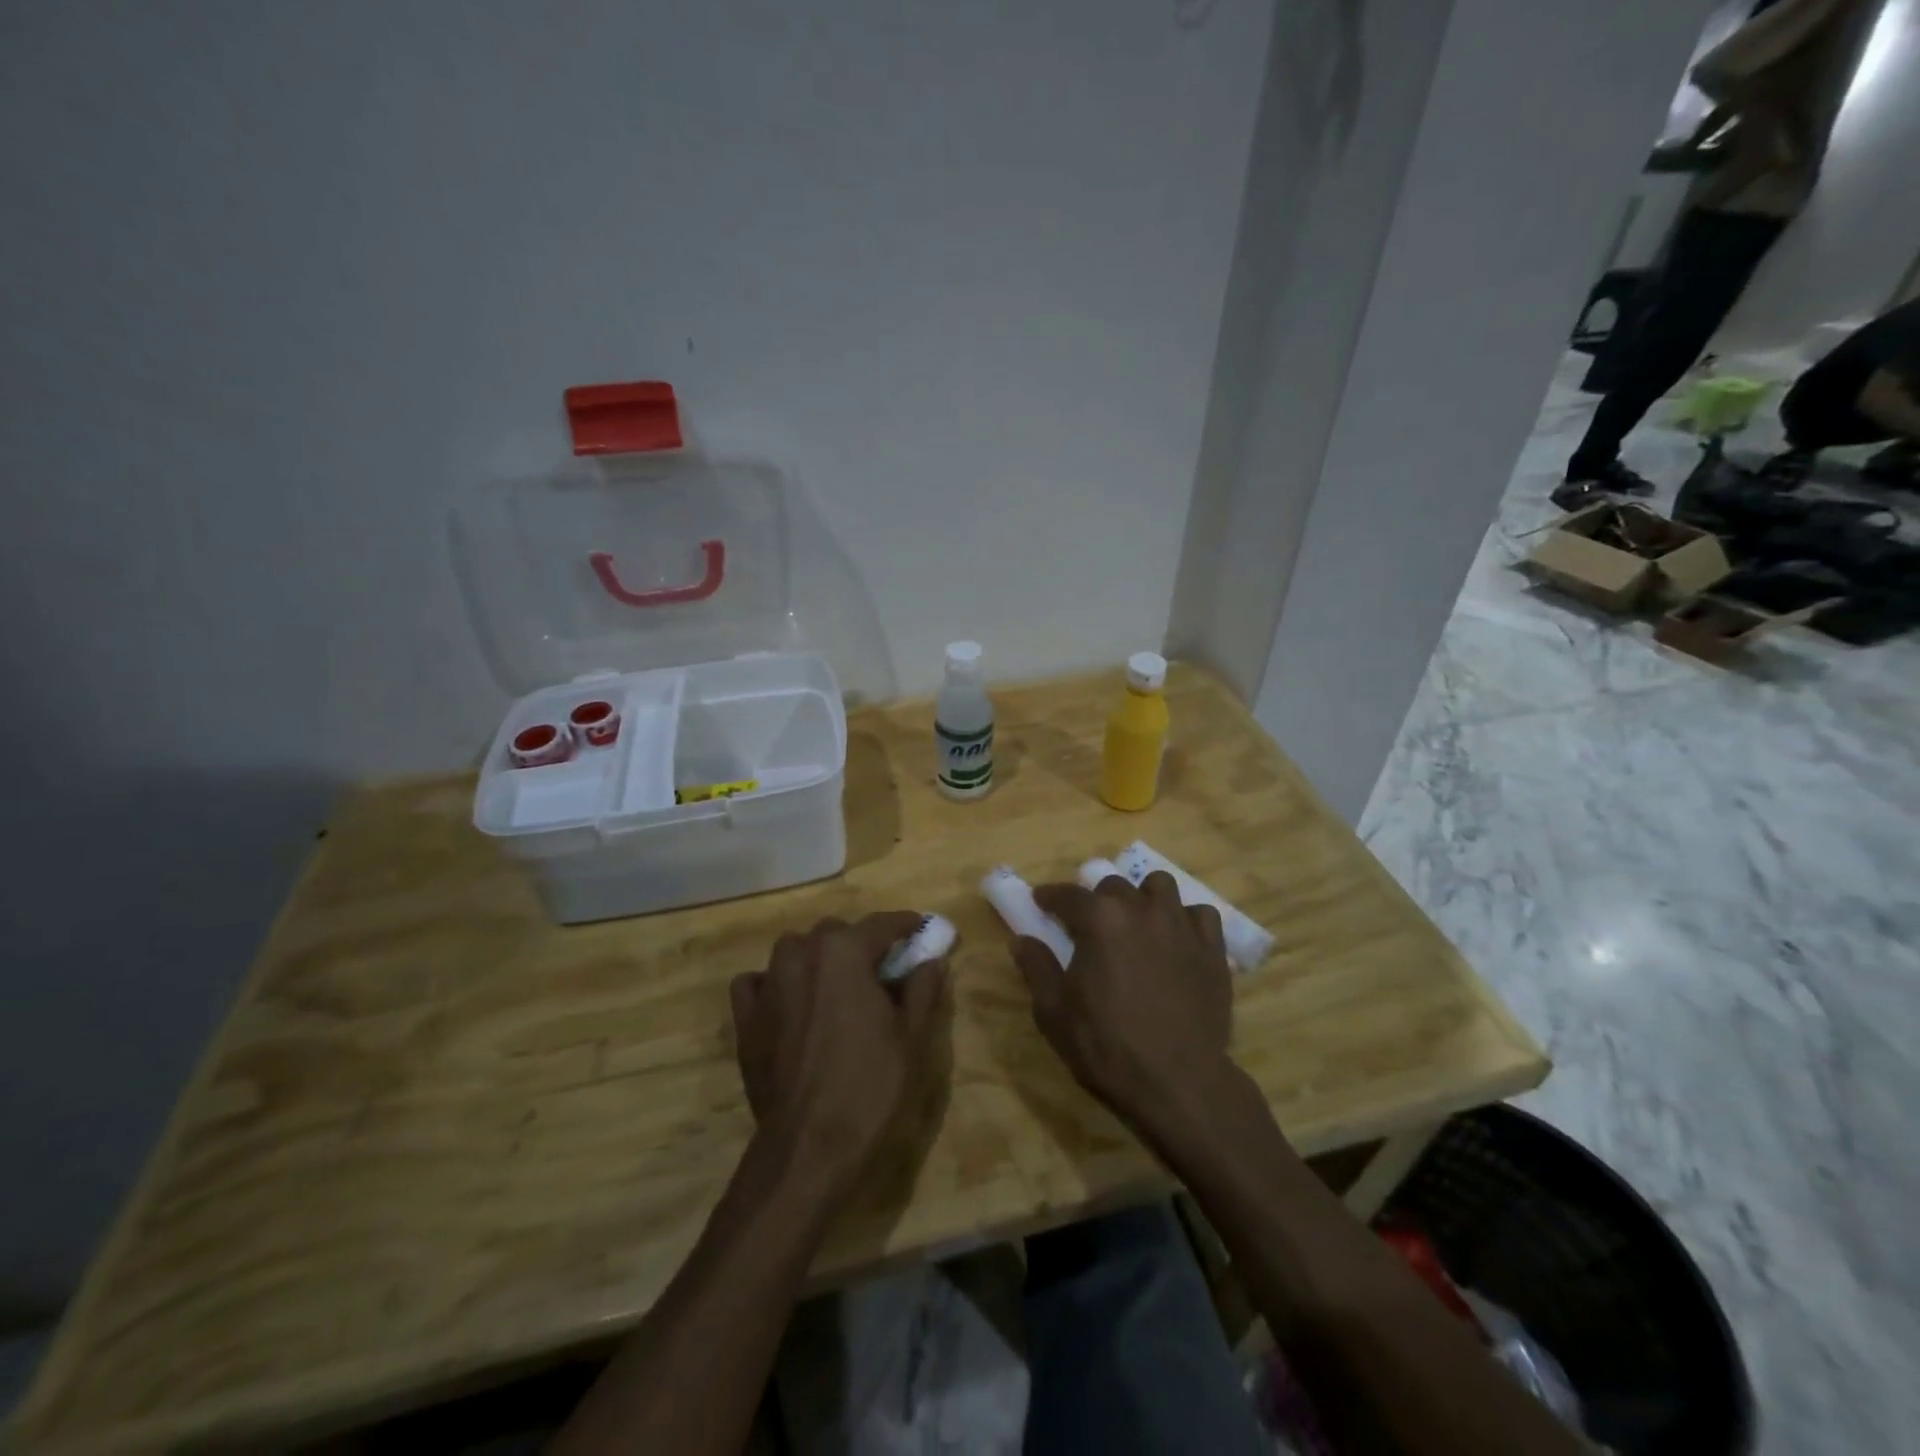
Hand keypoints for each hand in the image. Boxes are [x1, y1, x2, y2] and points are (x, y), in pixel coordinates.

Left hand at [730, 912, 948, 1194]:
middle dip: (860, 943)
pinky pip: (757, 981)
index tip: (920, 929)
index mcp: (844, 951)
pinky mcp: (745, 1016)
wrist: (810, 1145)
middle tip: (880, 971)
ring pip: (796, 950)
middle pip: (836, 932)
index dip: (905, 925)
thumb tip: (932, 959)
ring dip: (817, 958)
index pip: (882, 923)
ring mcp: (768, 983)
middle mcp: (802, 954)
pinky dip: (774, 983)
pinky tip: (789, 1003)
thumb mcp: (912, 1036)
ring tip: (835, 987)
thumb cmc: (871, 1086)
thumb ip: (923, 987)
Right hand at [1013, 872, 1234, 1129]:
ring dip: (1143, 897)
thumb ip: (1037, 968)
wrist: (1178, 1083)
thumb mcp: (1054, 1013)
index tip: (1041, 902)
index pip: (1067, 894)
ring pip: (1161, 886)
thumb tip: (1021, 940)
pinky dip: (1186, 919)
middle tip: (1090, 926)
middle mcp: (1141, 909)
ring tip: (1137, 922)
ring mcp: (1182, 926)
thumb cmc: (1106, 1047)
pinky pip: (1200, 914)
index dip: (1050, 897)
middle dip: (1096, 899)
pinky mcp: (1213, 949)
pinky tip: (1177, 940)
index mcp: (1099, 919)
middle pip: (1114, 885)